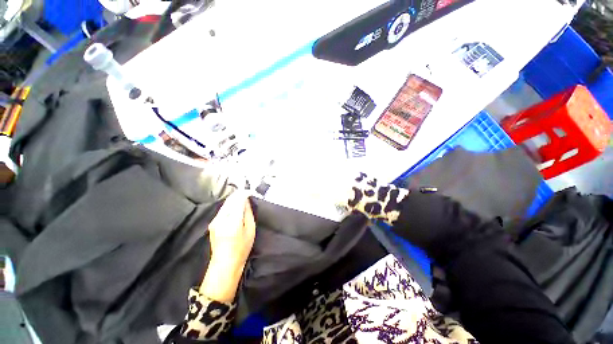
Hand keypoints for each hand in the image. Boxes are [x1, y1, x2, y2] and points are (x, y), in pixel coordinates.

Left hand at [200, 191, 255, 301]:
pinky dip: (230, 205)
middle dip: (239, 194)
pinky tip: (235, 206)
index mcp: (233, 220)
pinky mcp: (212, 223)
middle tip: (247, 192)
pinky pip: (223, 209)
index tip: (251, 192)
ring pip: (226, 203)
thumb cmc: (241, 248)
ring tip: (243, 198)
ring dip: (234, 199)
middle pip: (230, 199)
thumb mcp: (250, 230)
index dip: (245, 193)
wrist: (225, 264)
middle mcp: (221, 218)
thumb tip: (247, 201)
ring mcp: (215, 221)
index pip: (238, 200)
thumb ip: (248, 213)